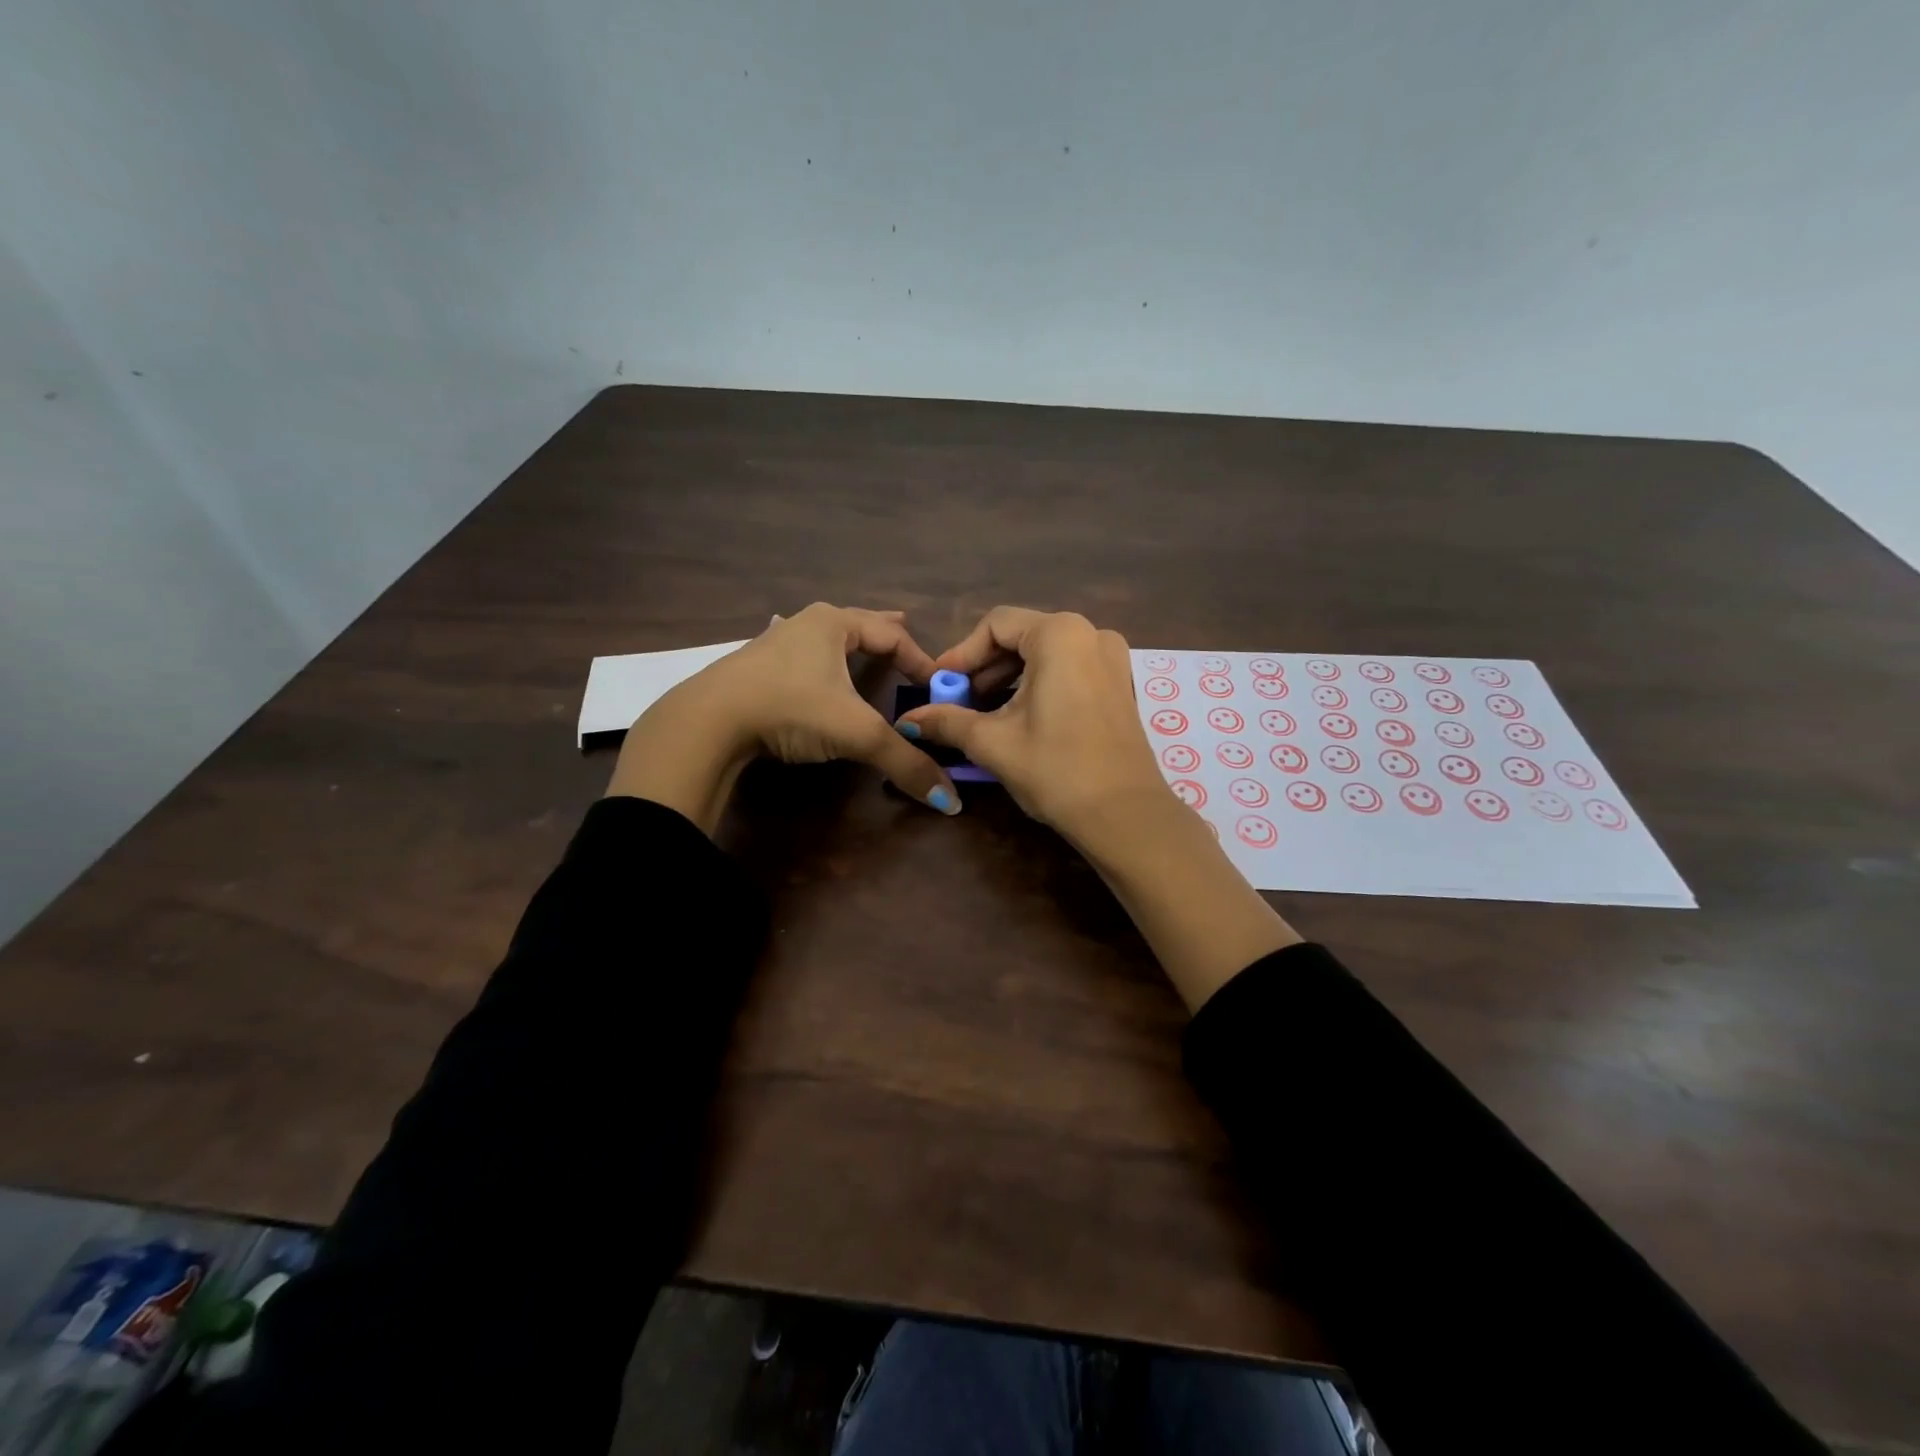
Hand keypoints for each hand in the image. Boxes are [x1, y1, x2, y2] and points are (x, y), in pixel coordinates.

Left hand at [606, 604, 960, 833]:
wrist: (708, 721)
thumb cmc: (791, 708)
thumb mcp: (856, 734)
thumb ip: (905, 763)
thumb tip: (951, 802)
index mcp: (834, 624)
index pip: (892, 636)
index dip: (920, 659)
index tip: (938, 684)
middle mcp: (805, 624)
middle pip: (857, 623)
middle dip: (884, 631)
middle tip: (907, 629)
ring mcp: (774, 643)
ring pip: (825, 638)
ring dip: (849, 643)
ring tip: (864, 648)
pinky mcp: (753, 668)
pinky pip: (801, 657)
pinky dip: (820, 661)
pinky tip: (813, 669)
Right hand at [896, 608, 1163, 842]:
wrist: (1125, 816)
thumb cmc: (1055, 769)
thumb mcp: (993, 742)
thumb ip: (947, 720)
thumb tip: (908, 719)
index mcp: (1059, 634)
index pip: (995, 625)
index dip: (961, 654)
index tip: (938, 685)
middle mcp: (1090, 634)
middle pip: (1022, 635)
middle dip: (984, 667)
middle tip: (957, 700)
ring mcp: (1112, 659)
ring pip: (1046, 654)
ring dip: (1009, 677)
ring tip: (983, 711)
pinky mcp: (1120, 684)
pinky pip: (1069, 669)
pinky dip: (1039, 684)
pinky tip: (1019, 717)